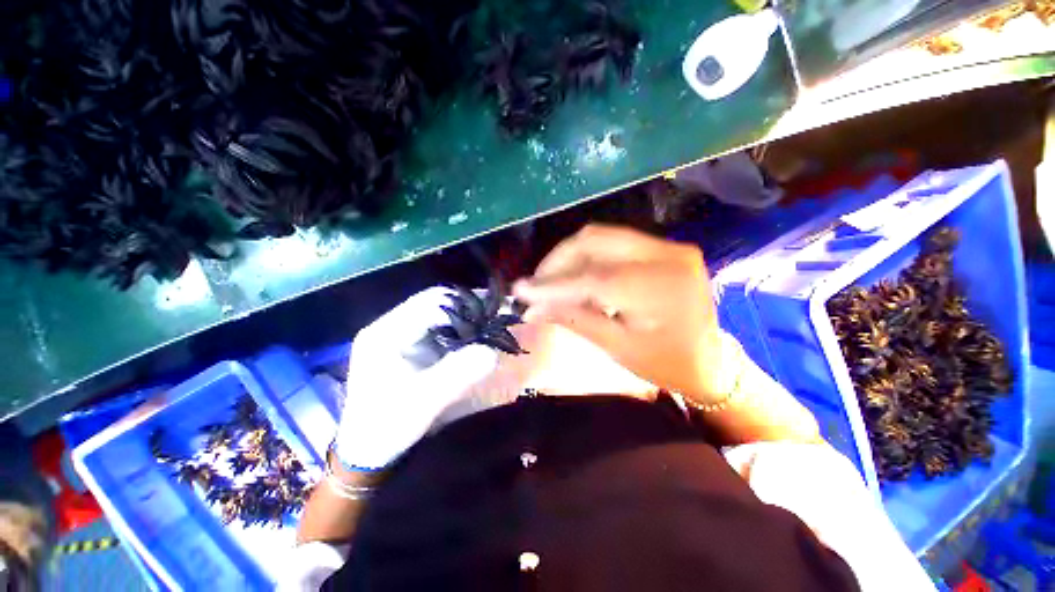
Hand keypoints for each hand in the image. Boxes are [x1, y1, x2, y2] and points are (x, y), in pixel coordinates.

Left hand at [335, 287, 498, 469]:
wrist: (367, 452)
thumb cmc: (387, 427)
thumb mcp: (423, 401)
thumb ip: (457, 373)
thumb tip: (491, 350)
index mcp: (386, 333)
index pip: (430, 302)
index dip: (463, 303)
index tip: (492, 311)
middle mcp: (391, 327)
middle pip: (436, 304)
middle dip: (467, 310)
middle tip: (496, 317)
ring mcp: (399, 336)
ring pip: (439, 316)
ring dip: (465, 320)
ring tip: (490, 326)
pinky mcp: (409, 347)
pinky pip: (439, 331)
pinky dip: (460, 332)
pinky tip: (475, 340)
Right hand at [513, 224, 729, 402]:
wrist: (710, 361)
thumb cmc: (666, 363)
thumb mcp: (616, 347)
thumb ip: (573, 319)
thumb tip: (530, 309)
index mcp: (660, 287)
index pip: (593, 277)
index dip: (552, 283)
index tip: (520, 290)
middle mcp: (667, 254)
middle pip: (594, 240)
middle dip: (557, 261)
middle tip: (537, 285)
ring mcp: (668, 246)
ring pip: (601, 237)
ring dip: (570, 258)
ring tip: (552, 283)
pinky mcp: (663, 248)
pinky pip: (613, 244)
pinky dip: (588, 258)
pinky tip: (577, 279)